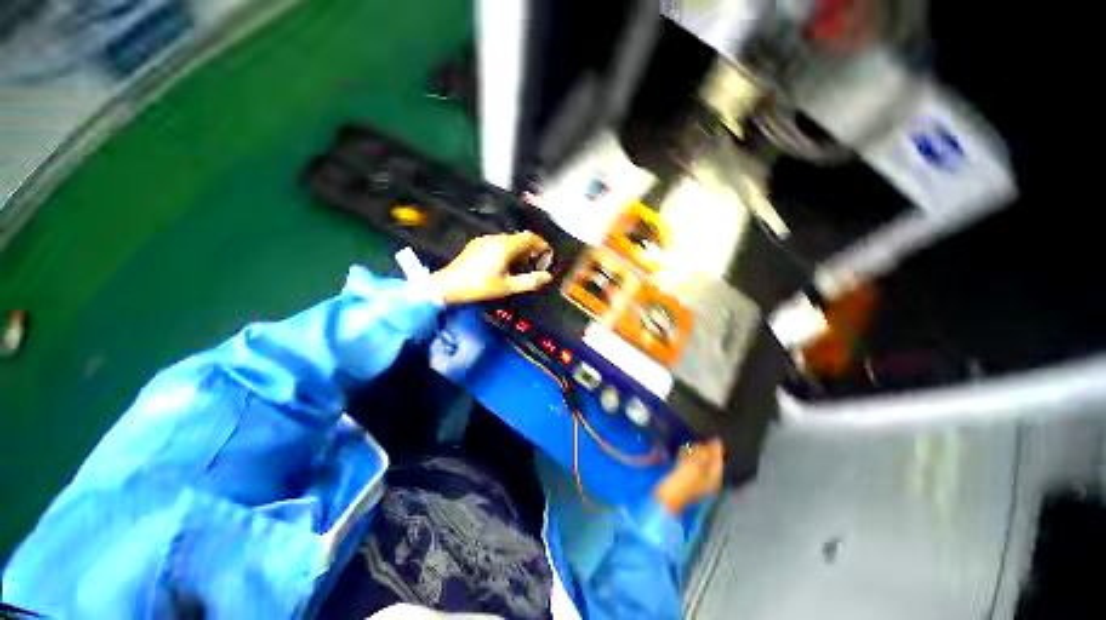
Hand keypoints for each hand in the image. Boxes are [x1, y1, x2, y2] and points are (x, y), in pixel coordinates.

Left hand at [431, 232, 552, 304]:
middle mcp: (495, 239)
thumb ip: (530, 281)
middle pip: (519, 238)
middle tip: (534, 264)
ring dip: (518, 250)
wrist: (448, 285)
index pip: (529, 237)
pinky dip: (506, 250)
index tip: (547, 253)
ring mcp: (484, 240)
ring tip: (519, 267)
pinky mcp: (476, 245)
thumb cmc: (480, 287)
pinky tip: (503, 264)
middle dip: (530, 249)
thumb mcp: (508, 287)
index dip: (541, 244)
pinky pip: (497, 243)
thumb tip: (547, 277)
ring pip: (508, 240)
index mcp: (505, 246)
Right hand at [652, 439, 724, 515]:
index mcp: (714, 478)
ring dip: (694, 452)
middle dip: (704, 450)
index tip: (713, 436)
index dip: (716, 449)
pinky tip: (681, 451)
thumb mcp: (696, 465)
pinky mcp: (685, 478)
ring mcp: (696, 479)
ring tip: (688, 445)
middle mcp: (707, 479)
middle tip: (697, 441)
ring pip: (699, 461)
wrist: (667, 497)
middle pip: (709, 460)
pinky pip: (689, 464)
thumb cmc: (683, 481)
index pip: (718, 460)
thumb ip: (707, 454)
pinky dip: (686, 457)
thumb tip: (716, 443)